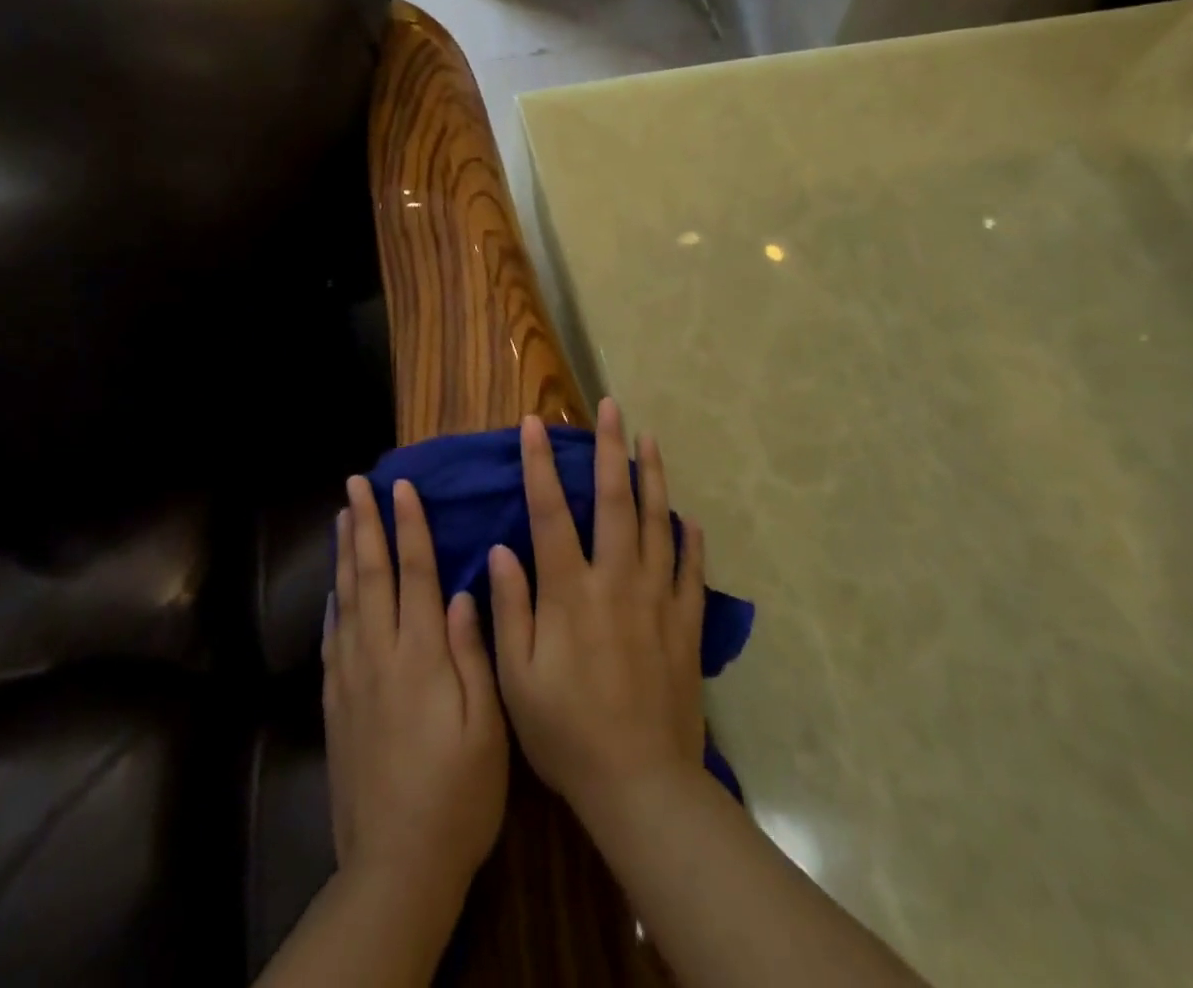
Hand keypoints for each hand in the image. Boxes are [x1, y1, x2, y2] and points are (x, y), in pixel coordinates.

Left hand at [323, 474, 508, 903]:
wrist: (396, 865)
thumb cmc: (459, 794)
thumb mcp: (487, 727)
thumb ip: (472, 654)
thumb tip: (461, 592)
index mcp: (422, 656)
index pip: (415, 573)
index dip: (409, 526)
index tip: (402, 487)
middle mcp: (381, 655)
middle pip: (371, 575)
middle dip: (365, 525)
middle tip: (356, 484)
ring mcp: (352, 680)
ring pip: (347, 600)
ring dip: (345, 553)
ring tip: (342, 517)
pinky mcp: (336, 706)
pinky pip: (331, 640)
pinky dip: (332, 605)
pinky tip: (334, 590)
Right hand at [488, 399, 707, 822]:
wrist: (640, 784)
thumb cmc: (566, 733)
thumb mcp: (517, 679)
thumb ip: (510, 609)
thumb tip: (502, 549)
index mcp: (570, 591)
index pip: (550, 512)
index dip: (539, 465)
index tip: (534, 425)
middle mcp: (616, 580)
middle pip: (614, 499)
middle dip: (609, 448)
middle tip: (610, 408)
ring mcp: (657, 597)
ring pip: (656, 522)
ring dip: (652, 476)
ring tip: (649, 438)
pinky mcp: (685, 622)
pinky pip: (690, 568)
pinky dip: (689, 538)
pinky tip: (687, 516)